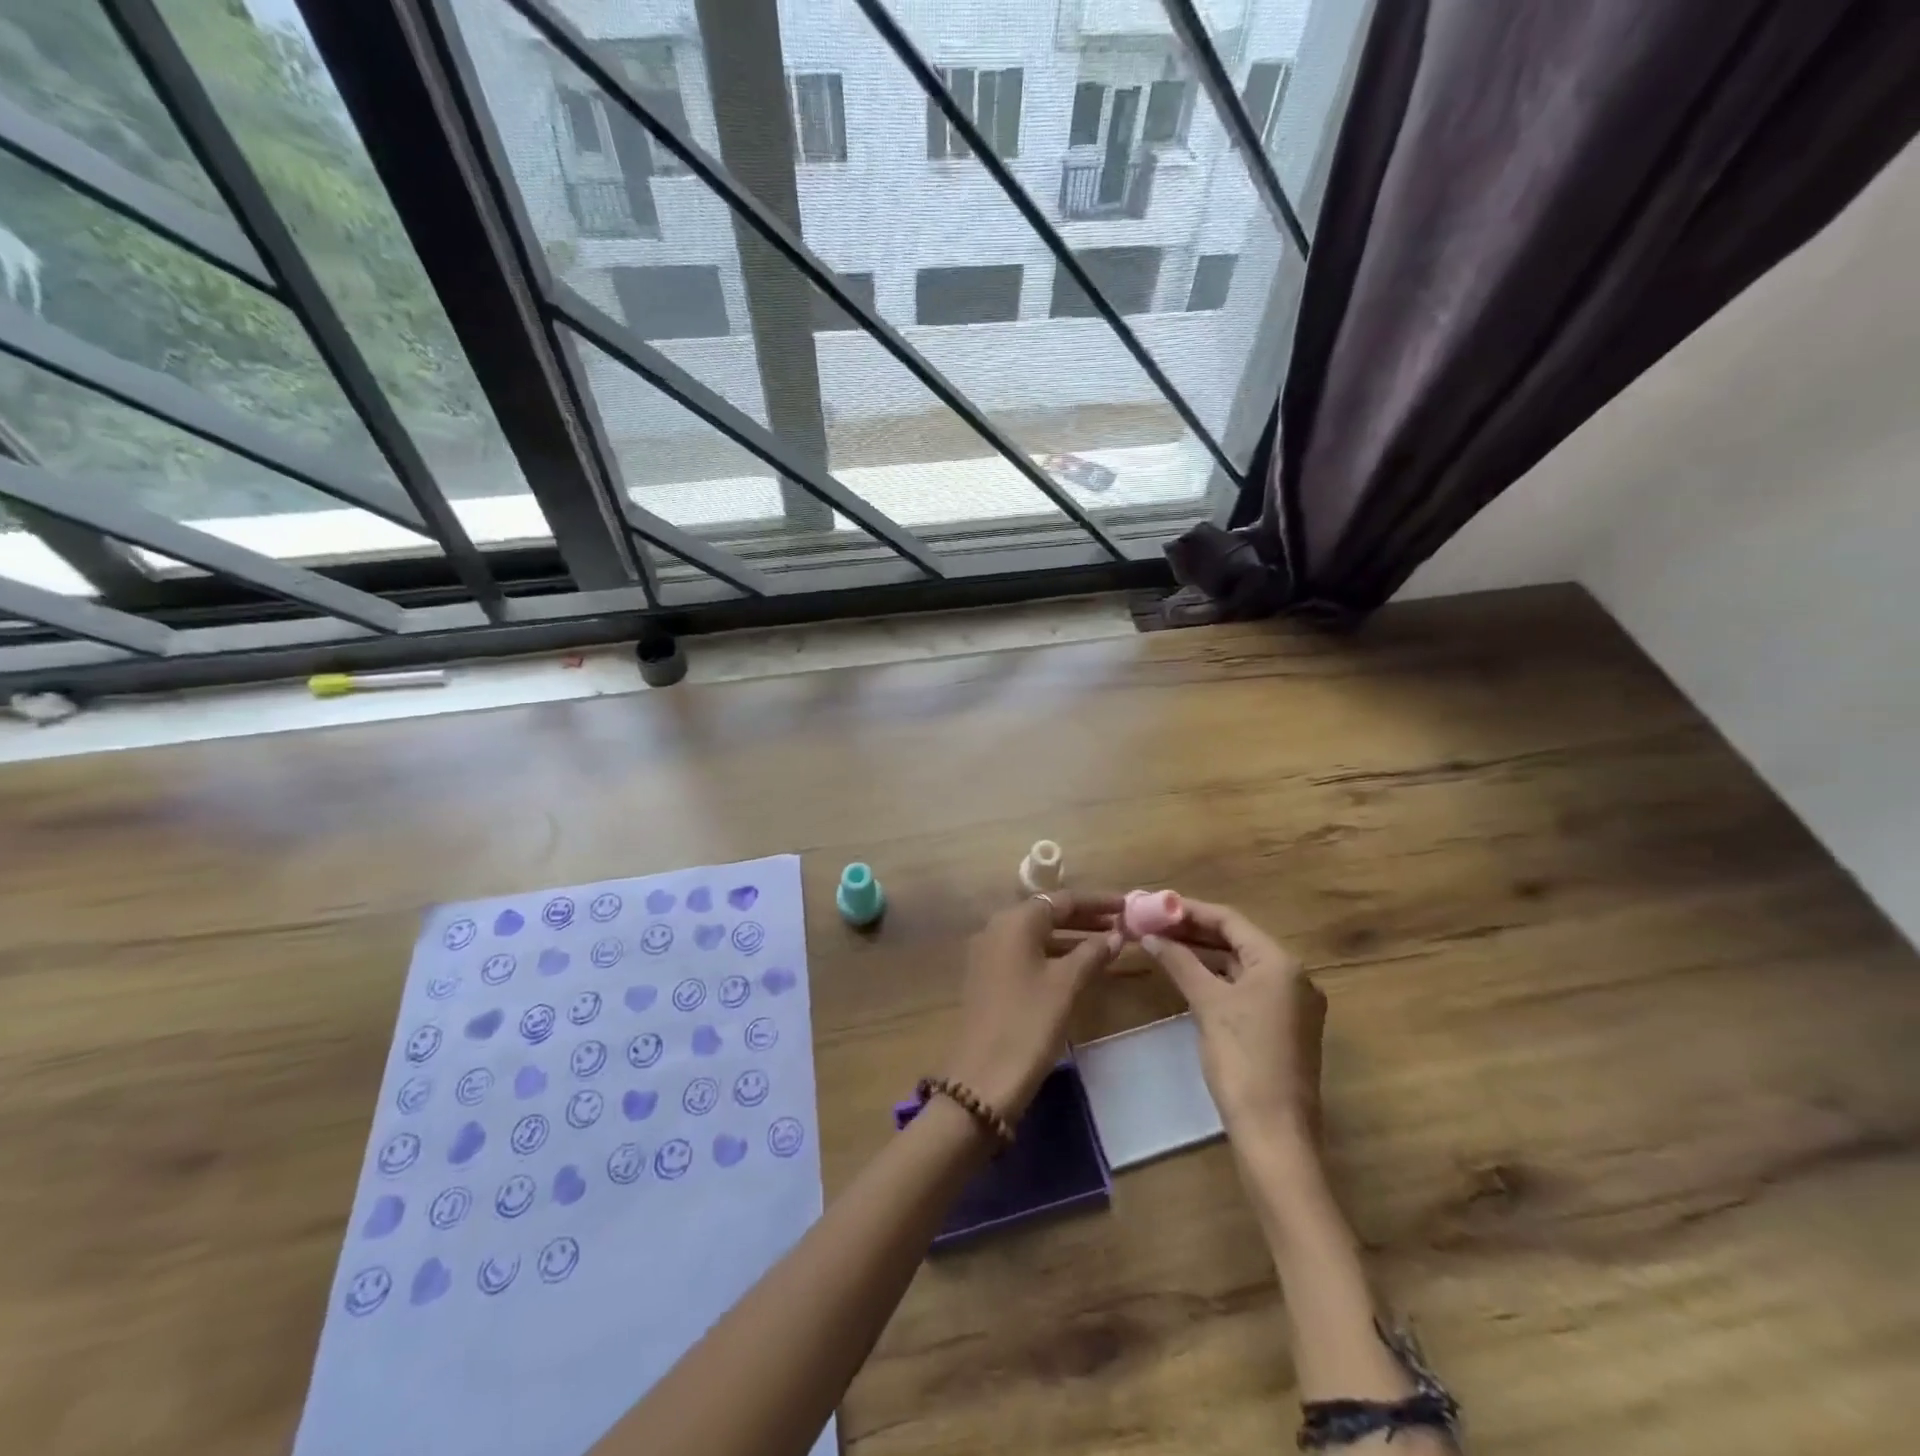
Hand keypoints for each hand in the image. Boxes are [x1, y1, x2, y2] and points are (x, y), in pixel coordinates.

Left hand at [942, 892, 1123, 1121]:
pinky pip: (1027, 954)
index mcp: (1015, 921)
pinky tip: (1080, 967)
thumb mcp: (1066, 985)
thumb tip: (1117, 934)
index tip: (1129, 905)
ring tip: (1109, 945)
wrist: (982, 1079)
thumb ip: (1093, 953)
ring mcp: (990, 954)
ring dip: (1072, 937)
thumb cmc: (1028, 1023)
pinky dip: (1055, 954)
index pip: (1062, 899)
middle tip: (1124, 925)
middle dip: (1086, 918)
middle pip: (1048, 913)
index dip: (1098, 901)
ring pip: (1038, 935)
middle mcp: (998, 928)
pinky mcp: (988, 978)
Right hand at [1139, 899, 1325, 1142]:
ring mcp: (1293, 1003)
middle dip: (1194, 931)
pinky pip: (1248, 987)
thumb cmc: (1242, 1059)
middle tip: (1154, 924)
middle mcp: (1294, 975)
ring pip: (1242, 964)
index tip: (1155, 905)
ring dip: (1204, 954)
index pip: (1230, 920)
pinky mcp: (1286, 1026)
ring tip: (1164, 945)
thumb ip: (1179, 962)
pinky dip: (1219, 978)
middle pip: (1237, 940)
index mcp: (1280, 962)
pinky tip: (1190, 977)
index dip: (1189, 910)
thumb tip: (1150, 935)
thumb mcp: (1207, 1004)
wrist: (1275, 1132)